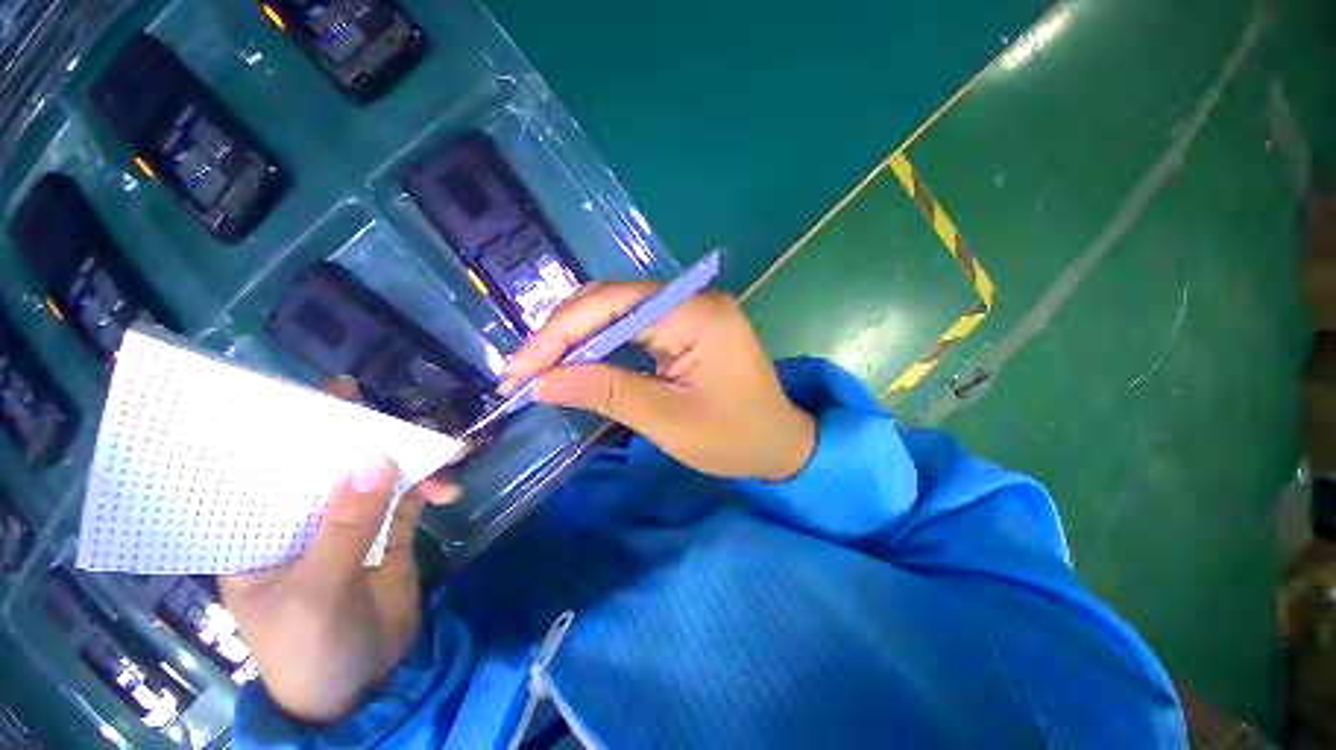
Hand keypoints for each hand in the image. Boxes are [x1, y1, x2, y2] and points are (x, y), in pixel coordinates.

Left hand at [219, 380, 459, 723]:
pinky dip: (432, 488)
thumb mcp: (318, 593)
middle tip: (401, 417)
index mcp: (261, 534)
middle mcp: (303, 521)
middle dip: (370, 440)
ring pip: (380, 476)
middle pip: (334, 466)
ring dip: (414, 460)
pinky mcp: (388, 534)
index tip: (334, 396)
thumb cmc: (310, 651)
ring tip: (448, 448)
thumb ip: (345, 527)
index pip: (270, 470)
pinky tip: (449, 491)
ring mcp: (350, 526)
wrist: (366, 688)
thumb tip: (376, 460)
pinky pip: (411, 498)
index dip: (298, 430)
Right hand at [501, 283, 815, 480]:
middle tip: (522, 372)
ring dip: (576, 338)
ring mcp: (690, 309)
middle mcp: (693, 299)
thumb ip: (607, 393)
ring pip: (618, 311)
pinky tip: (576, 361)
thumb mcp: (669, 420)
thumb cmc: (735, 438)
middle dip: (562, 335)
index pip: (614, 305)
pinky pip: (633, 325)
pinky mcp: (685, 326)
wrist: (780, 444)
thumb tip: (543, 382)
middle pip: (612, 301)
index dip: (560, 334)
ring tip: (539, 368)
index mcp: (698, 314)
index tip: (520, 370)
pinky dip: (600, 343)